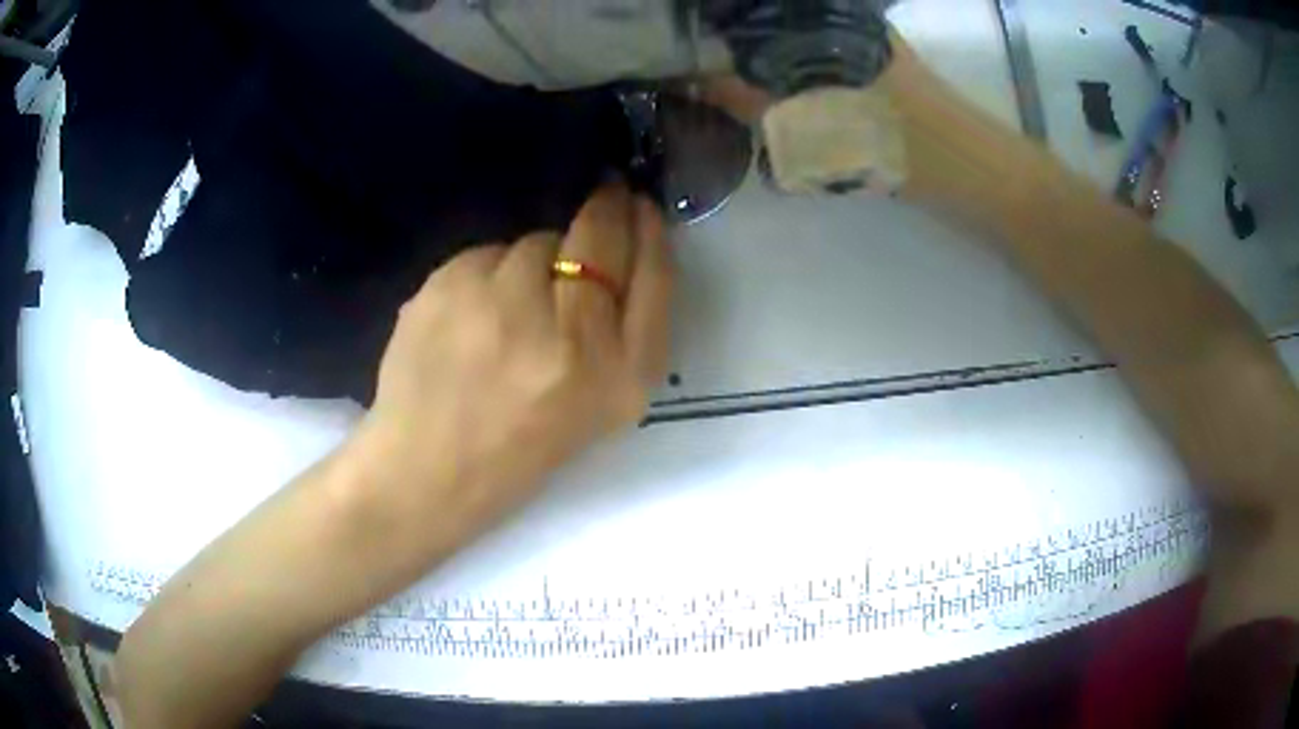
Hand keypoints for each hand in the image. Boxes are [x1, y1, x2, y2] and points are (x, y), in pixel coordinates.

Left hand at [354, 182, 674, 553]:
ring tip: (504, 315)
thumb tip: (624, 239)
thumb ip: (623, 330)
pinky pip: (486, 254)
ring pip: (535, 241)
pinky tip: (467, 320)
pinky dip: (485, 275)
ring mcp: (501, 305)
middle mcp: (569, 337)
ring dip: (531, 261)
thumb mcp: (600, 407)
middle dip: (603, 211)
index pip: (652, 275)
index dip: (648, 230)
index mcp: (618, 378)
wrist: (427, 471)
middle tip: (601, 198)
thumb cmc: (519, 447)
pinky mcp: (447, 286)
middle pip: (598, 237)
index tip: (639, 204)